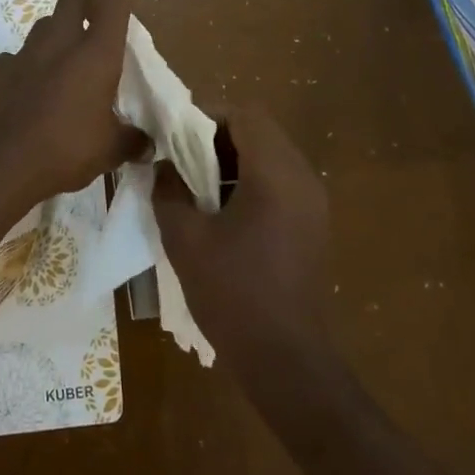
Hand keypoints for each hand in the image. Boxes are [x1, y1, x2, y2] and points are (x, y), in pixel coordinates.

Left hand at [0, 0, 150, 205]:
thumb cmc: (64, 149)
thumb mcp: (109, 150)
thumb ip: (130, 140)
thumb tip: (146, 144)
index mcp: (95, 52)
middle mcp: (59, 41)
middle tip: (97, 17)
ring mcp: (24, 53)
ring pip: (44, 23)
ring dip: (59, 31)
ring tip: (66, 59)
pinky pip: (18, 55)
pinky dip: (30, 63)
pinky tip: (33, 88)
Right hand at [154, 105, 330, 359]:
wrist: (285, 359)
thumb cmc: (233, 294)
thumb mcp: (186, 238)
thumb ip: (168, 191)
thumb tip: (162, 167)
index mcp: (276, 174)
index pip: (245, 115)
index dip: (207, 116)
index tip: (174, 135)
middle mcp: (303, 178)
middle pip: (260, 132)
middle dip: (216, 138)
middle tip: (179, 159)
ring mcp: (312, 203)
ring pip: (270, 157)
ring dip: (232, 161)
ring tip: (194, 187)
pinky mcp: (312, 225)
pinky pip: (279, 183)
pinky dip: (248, 182)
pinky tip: (220, 213)